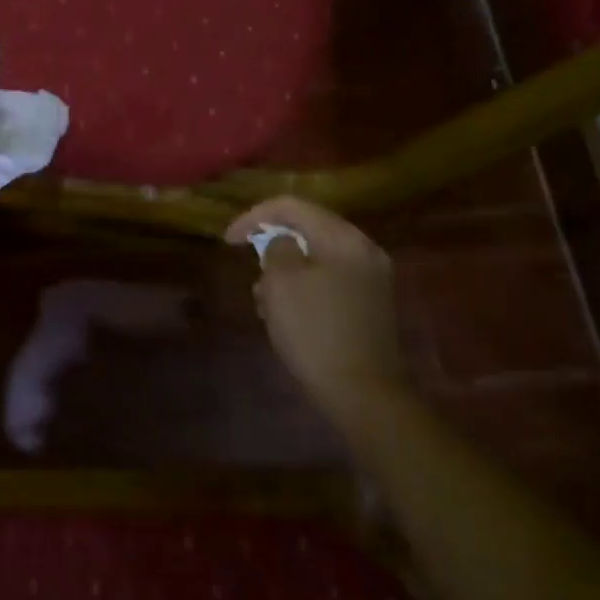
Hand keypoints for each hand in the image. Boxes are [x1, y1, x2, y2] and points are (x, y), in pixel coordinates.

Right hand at [226, 197, 409, 429]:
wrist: (363, 392)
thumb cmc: (315, 331)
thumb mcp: (282, 283)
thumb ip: (276, 249)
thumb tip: (280, 244)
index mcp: (344, 238)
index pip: (293, 207)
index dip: (254, 217)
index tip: (228, 240)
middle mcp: (364, 251)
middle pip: (308, 231)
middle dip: (272, 249)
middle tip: (252, 273)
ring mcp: (371, 280)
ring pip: (316, 260)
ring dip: (286, 274)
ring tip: (266, 304)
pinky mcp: (369, 307)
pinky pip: (329, 283)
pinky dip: (304, 290)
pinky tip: (288, 318)